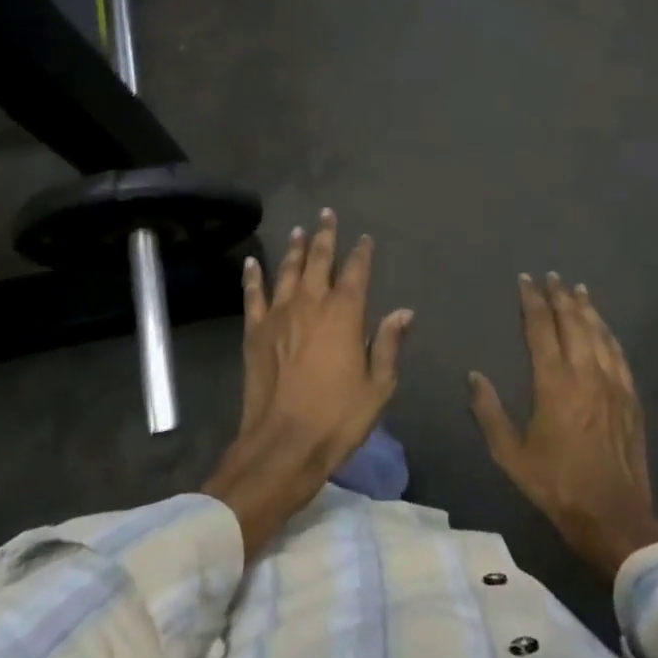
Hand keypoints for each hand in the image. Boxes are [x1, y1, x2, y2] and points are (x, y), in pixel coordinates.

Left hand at [204, 210, 412, 554]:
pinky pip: (253, 295)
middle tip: (326, 214)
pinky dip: (253, 276)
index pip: (356, 272)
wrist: (283, 443)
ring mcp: (279, 315)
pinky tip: (253, 261)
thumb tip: (403, 311)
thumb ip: (388, 344)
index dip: (361, 253)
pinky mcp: (255, 331)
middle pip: (319, 260)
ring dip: (294, 248)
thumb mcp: (378, 386)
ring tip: (298, 230)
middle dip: (325, 236)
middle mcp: (311, 304)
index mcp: (344, 314)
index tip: (364, 238)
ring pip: (288, 271)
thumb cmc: (338, 417)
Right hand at [469, 274, 657, 578]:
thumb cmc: (557, 484)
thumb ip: (489, 412)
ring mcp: (613, 383)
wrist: (614, 515)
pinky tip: (603, 325)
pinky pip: (618, 353)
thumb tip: (474, 376)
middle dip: (560, 296)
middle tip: (552, 276)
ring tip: (577, 289)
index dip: (532, 301)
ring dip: (586, 308)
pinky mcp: (630, 397)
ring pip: (599, 333)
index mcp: (554, 383)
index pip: (541, 328)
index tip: (526, 280)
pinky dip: (608, 332)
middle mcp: (586, 373)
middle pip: (573, 322)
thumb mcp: (510, 455)